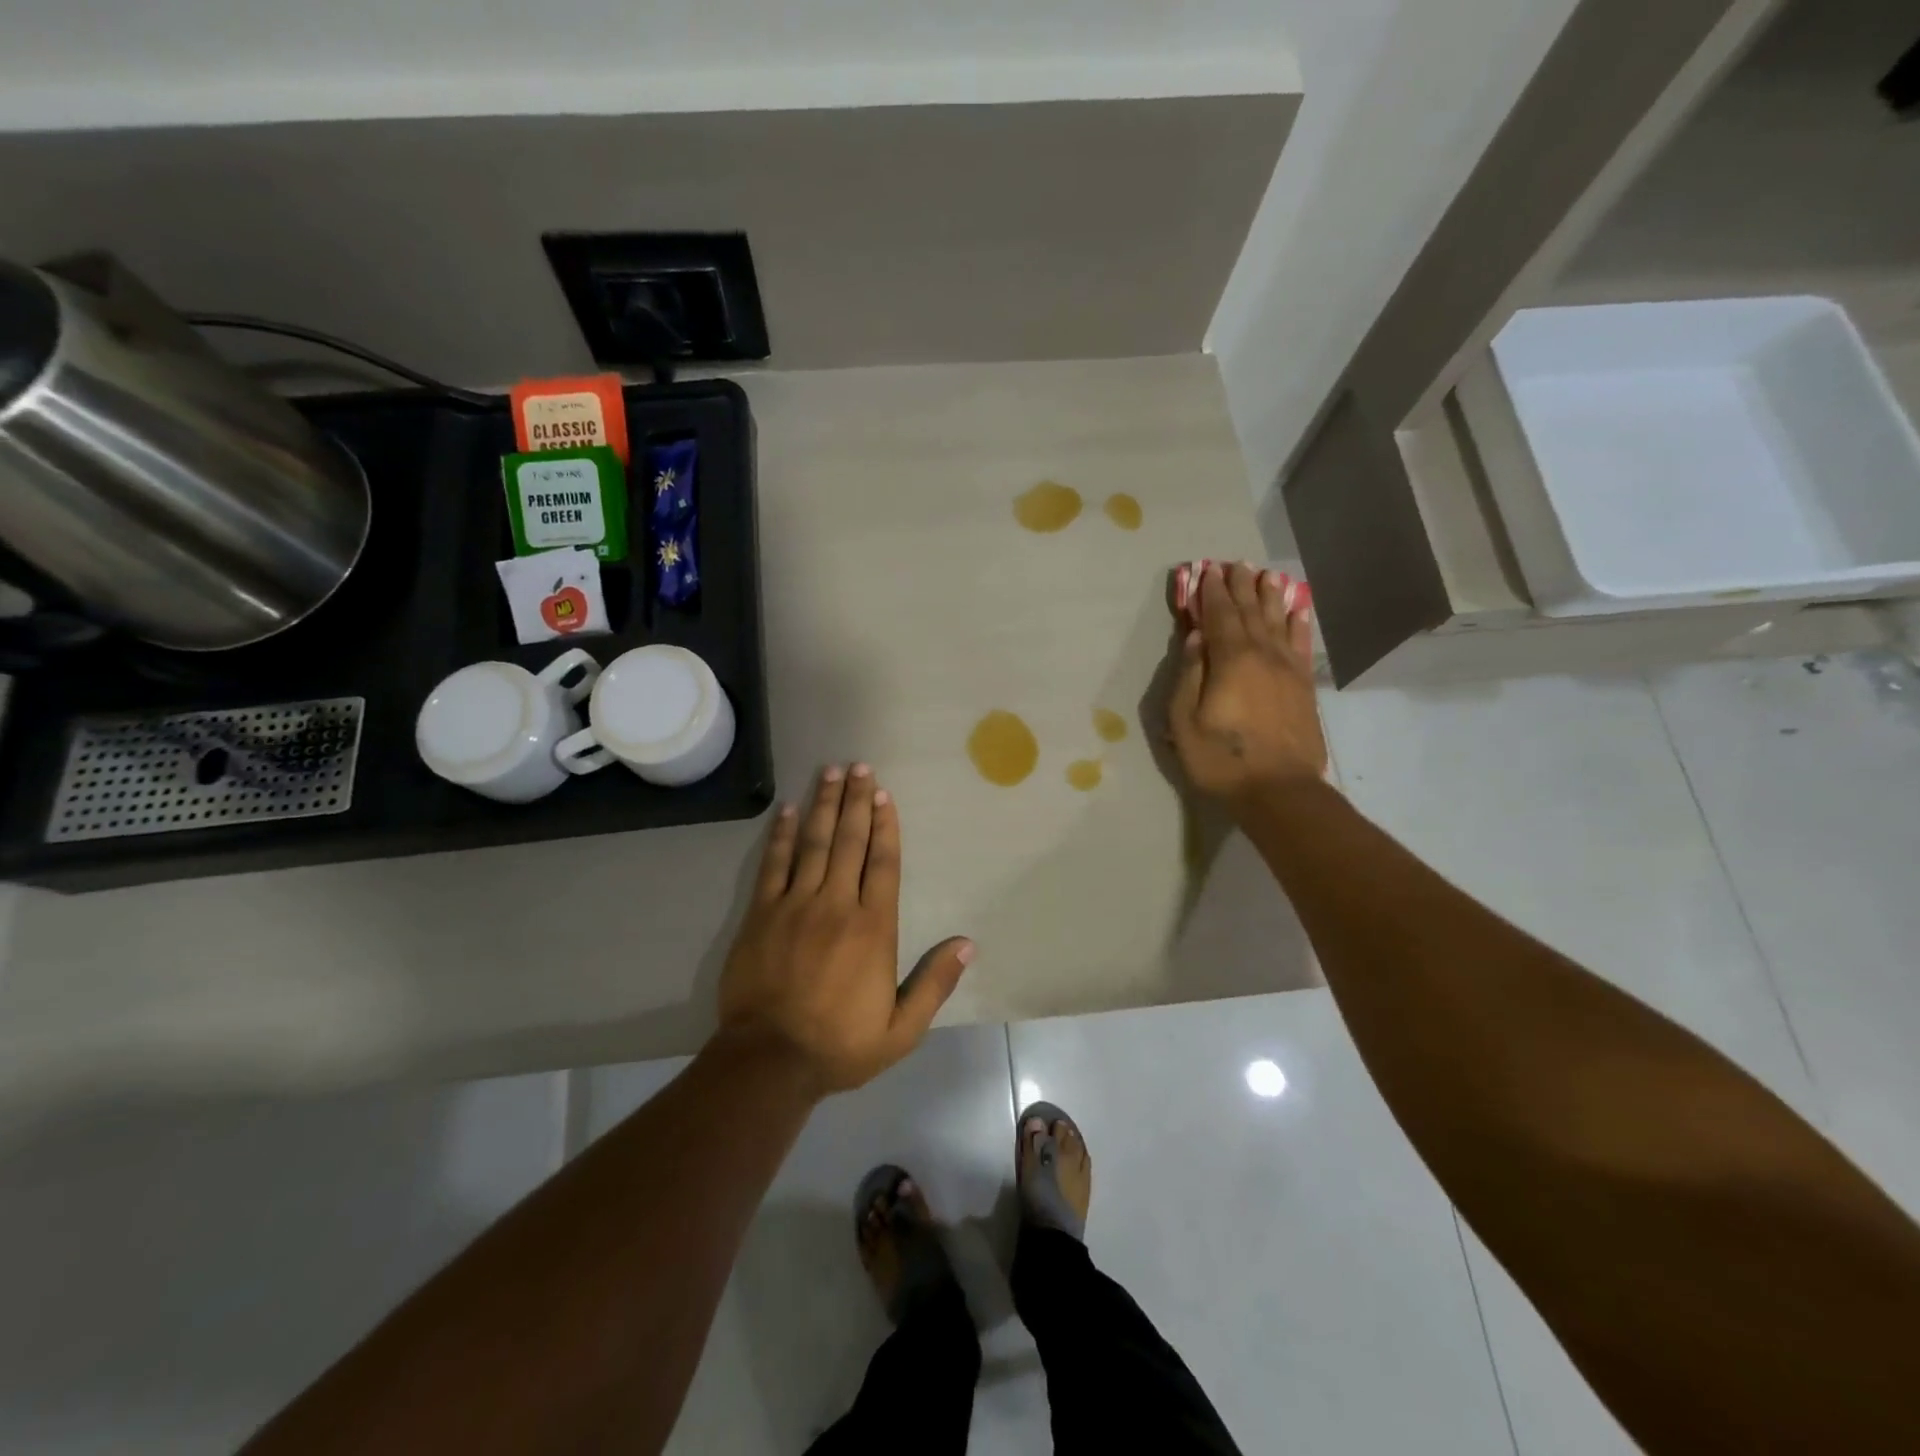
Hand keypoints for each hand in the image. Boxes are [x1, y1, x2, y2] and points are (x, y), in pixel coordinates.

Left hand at [718, 764, 974, 1096]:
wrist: (769, 1060)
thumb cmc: (840, 1045)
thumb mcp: (901, 1030)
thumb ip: (934, 984)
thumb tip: (967, 945)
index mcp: (873, 928)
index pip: (883, 864)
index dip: (886, 827)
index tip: (885, 795)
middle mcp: (837, 905)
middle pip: (850, 842)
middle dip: (856, 802)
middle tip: (860, 766)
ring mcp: (795, 905)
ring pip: (814, 844)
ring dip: (824, 805)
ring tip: (831, 772)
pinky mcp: (761, 914)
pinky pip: (774, 865)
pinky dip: (783, 835)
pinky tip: (789, 810)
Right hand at [1168, 562, 1326, 814]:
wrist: (1279, 790)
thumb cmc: (1221, 759)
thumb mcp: (1185, 721)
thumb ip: (1189, 675)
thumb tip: (1196, 638)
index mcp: (1231, 660)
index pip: (1219, 616)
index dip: (1211, 593)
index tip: (1206, 570)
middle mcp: (1263, 655)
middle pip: (1251, 612)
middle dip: (1240, 587)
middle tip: (1235, 563)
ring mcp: (1288, 669)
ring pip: (1279, 622)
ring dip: (1270, 597)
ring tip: (1266, 575)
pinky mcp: (1304, 687)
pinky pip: (1302, 645)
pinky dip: (1299, 624)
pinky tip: (1297, 610)